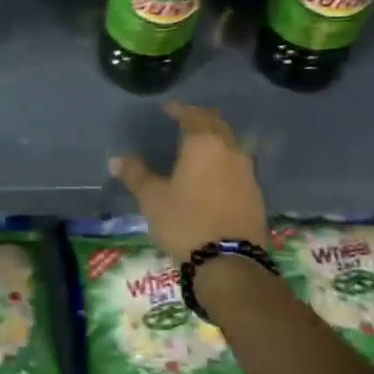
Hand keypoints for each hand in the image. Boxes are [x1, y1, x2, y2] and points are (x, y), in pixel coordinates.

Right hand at [109, 103, 267, 263]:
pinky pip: (238, 167)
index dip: (179, 109)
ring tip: (199, 148)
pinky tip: (214, 175)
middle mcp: (230, 151)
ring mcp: (248, 174)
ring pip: (232, 146)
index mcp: (204, 144)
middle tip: (186, 121)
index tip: (168, 109)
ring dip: (216, 140)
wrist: (230, 264)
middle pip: (218, 125)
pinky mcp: (256, 196)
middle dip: (202, 120)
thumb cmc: (186, 221)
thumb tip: (116, 160)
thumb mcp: (152, 198)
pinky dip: (225, 162)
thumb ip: (135, 174)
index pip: (193, 115)